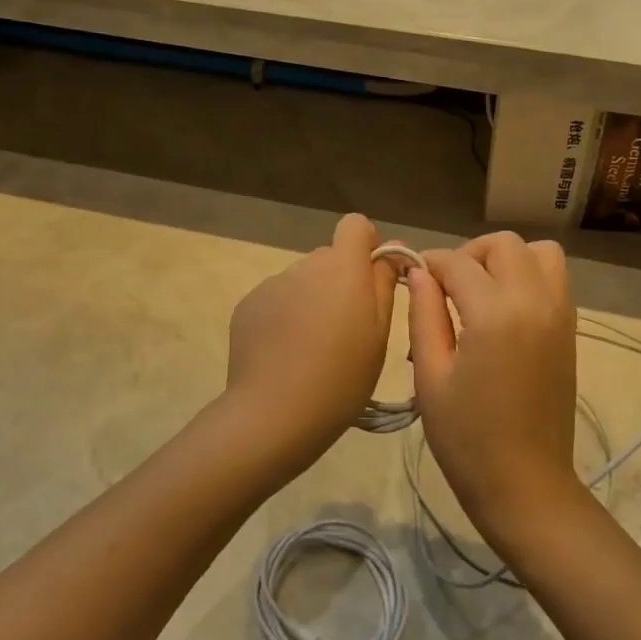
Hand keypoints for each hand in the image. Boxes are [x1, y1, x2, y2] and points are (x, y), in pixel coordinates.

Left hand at [222, 213, 399, 480]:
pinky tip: (286, 355)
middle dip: (341, 282)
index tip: (373, 281)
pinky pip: (277, 300)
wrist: (273, 415)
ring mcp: (272, 284)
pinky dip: (286, 317)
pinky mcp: (247, 306)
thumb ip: (384, 284)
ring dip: (313, 301)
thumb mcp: (379, 335)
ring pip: (303, 282)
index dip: (368, 246)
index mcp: (342, 267)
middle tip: (347, 330)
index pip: (355, 225)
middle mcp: (305, 265)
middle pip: (329, 258)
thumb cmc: (341, 378)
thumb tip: (393, 250)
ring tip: (313, 349)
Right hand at [406, 233, 579, 547]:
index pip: (457, 262)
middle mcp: (535, 300)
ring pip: (539, 252)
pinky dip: (529, 276)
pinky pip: (554, 278)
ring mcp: (560, 313)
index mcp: (495, 313)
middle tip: (446, 288)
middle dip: (469, 254)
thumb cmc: (466, 438)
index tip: (412, 280)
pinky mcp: (570, 329)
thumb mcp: (430, 376)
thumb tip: (418, 273)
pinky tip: (504, 311)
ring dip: (507, 259)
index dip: (428, 265)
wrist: (526, 485)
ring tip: (481, 292)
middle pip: (503, 245)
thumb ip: (424, 314)